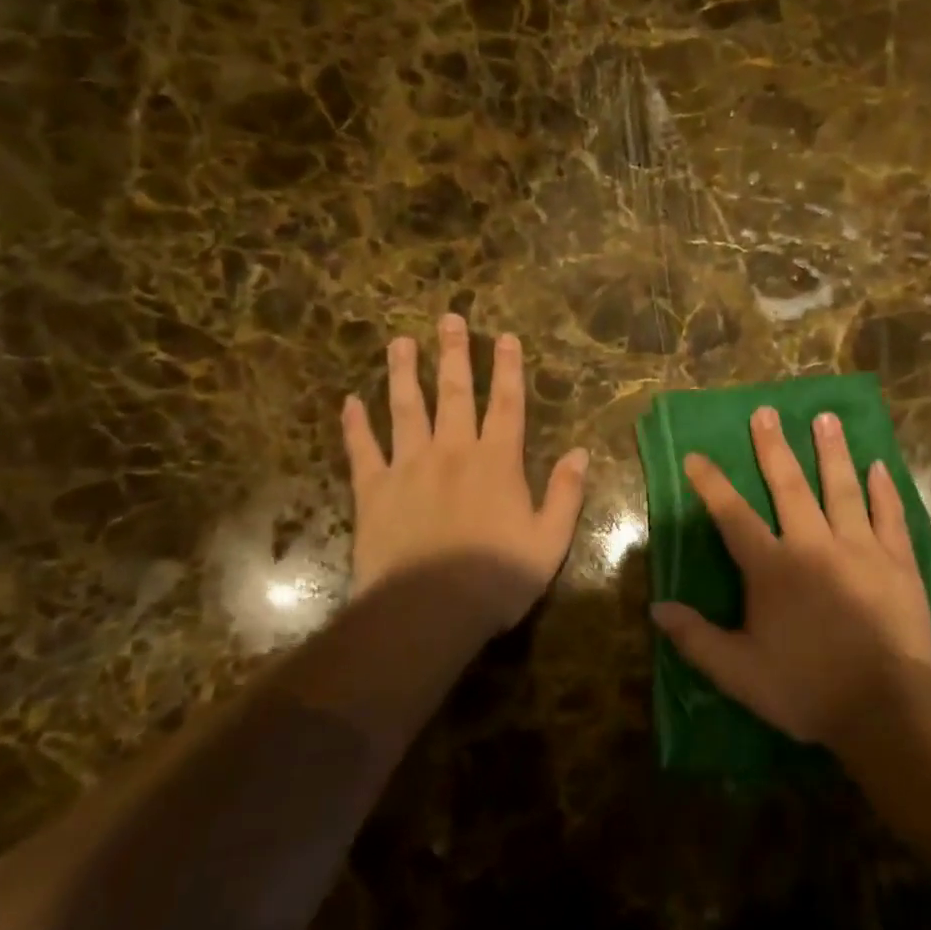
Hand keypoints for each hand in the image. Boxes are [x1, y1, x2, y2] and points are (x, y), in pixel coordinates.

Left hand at [342, 315, 588, 634]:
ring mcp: (408, 466)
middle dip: (453, 353)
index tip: (504, 337)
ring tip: (400, 342)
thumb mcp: (549, 541)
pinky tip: (349, 402)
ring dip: (403, 373)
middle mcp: (452, 451)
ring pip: (405, 408)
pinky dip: (355, 425)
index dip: (508, 369)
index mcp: (496, 461)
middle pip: (454, 393)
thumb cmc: (496, 578)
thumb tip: (581, 453)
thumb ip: (565, 493)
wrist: (427, 611)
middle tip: (447, 319)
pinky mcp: (373, 490)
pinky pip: (362, 450)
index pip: (506, 403)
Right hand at [650, 407, 930, 746]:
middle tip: (767, 412)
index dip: (711, 484)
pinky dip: (884, 490)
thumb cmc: (806, 688)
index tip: (696, 455)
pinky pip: (889, 516)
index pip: (733, 516)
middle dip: (774, 448)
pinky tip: (880, 466)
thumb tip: (656, 608)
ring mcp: (860, 548)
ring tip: (826, 417)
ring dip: (832, 452)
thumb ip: (696, 638)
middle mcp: (813, 544)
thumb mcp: (739, 672)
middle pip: (789, 486)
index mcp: (772, 567)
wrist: (885, 707)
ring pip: (842, 488)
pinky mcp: (897, 561)